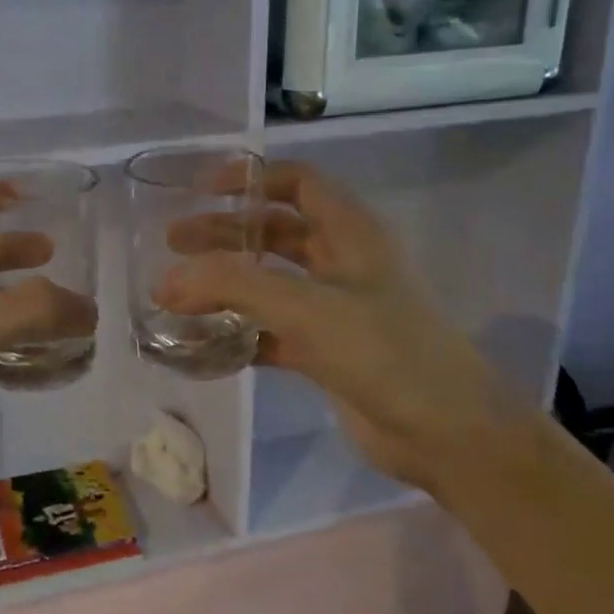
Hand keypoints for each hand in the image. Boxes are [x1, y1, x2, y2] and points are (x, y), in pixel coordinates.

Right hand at [157, 161, 519, 496]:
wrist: (447, 434)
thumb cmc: (385, 352)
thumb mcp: (307, 308)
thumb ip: (234, 287)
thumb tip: (165, 281)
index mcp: (351, 233)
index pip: (298, 183)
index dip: (251, 179)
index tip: (201, 190)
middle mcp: (343, 263)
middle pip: (274, 232)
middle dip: (224, 233)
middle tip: (172, 243)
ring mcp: (335, 309)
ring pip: (269, 282)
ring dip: (226, 283)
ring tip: (175, 293)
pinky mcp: (326, 351)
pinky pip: (271, 330)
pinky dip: (239, 332)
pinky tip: (203, 342)